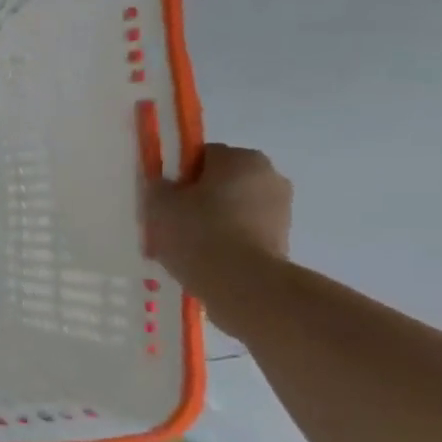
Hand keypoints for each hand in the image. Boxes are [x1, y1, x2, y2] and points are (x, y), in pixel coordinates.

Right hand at [144, 144, 291, 300]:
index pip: (201, 156)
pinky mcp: (283, 240)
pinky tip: (205, 260)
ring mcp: (281, 210)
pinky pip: (244, 233)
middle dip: (197, 199)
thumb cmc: (199, 233)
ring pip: (233, 208)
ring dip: (212, 221)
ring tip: (185, 248)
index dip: (178, 176)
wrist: (242, 285)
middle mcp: (269, 176)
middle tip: (171, 223)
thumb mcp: (159, 204)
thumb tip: (165, 185)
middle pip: (220, 182)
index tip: (164, 199)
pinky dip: (226, 242)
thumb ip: (158, 186)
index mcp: (242, 158)